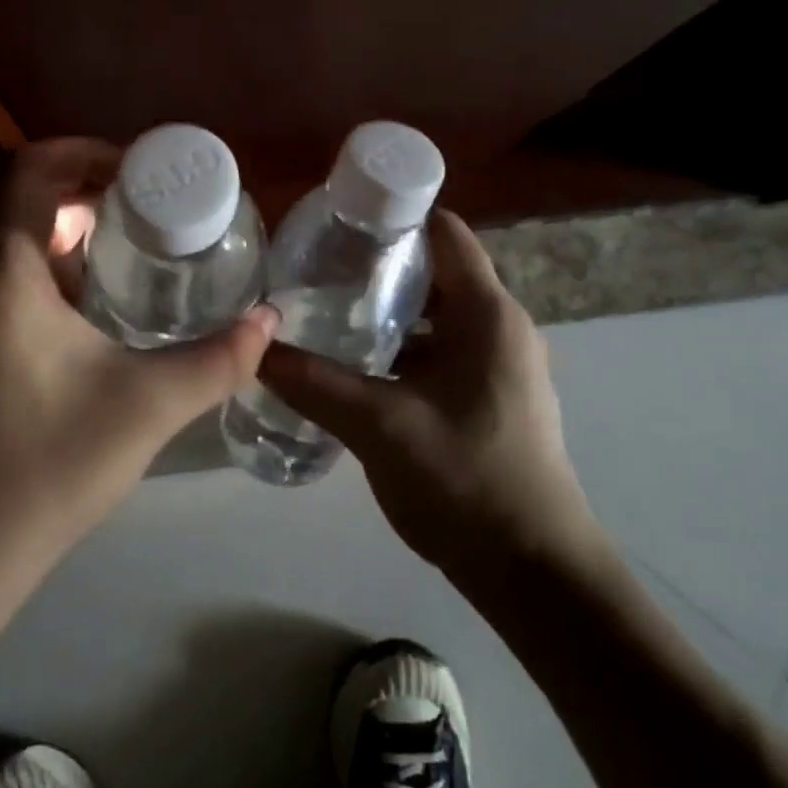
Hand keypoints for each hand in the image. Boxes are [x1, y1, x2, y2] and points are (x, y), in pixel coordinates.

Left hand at [0, 138, 278, 570]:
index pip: (31, 168)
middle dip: (83, 190)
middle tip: (147, 208)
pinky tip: (90, 307)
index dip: (86, 152)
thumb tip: (271, 321)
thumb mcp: (148, 406)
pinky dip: (42, 267)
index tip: (140, 171)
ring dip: (62, 230)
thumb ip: (219, 359)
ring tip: (129, 250)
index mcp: (1, 271)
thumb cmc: (47, 466)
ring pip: (5, 237)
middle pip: (18, 197)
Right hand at [257, 209, 599, 583]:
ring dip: (392, 313)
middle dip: (382, 267)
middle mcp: (503, 327)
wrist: (533, 571)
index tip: (340, 221)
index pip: (444, 232)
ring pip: (439, 317)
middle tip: (320, 269)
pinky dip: (407, 350)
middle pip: (438, 272)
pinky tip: (363, 370)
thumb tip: (254, 350)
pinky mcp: (496, 398)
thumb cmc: (465, 481)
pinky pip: (446, 352)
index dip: (395, 216)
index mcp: (488, 314)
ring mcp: (504, 365)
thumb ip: (314, 383)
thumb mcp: (379, 425)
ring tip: (332, 314)